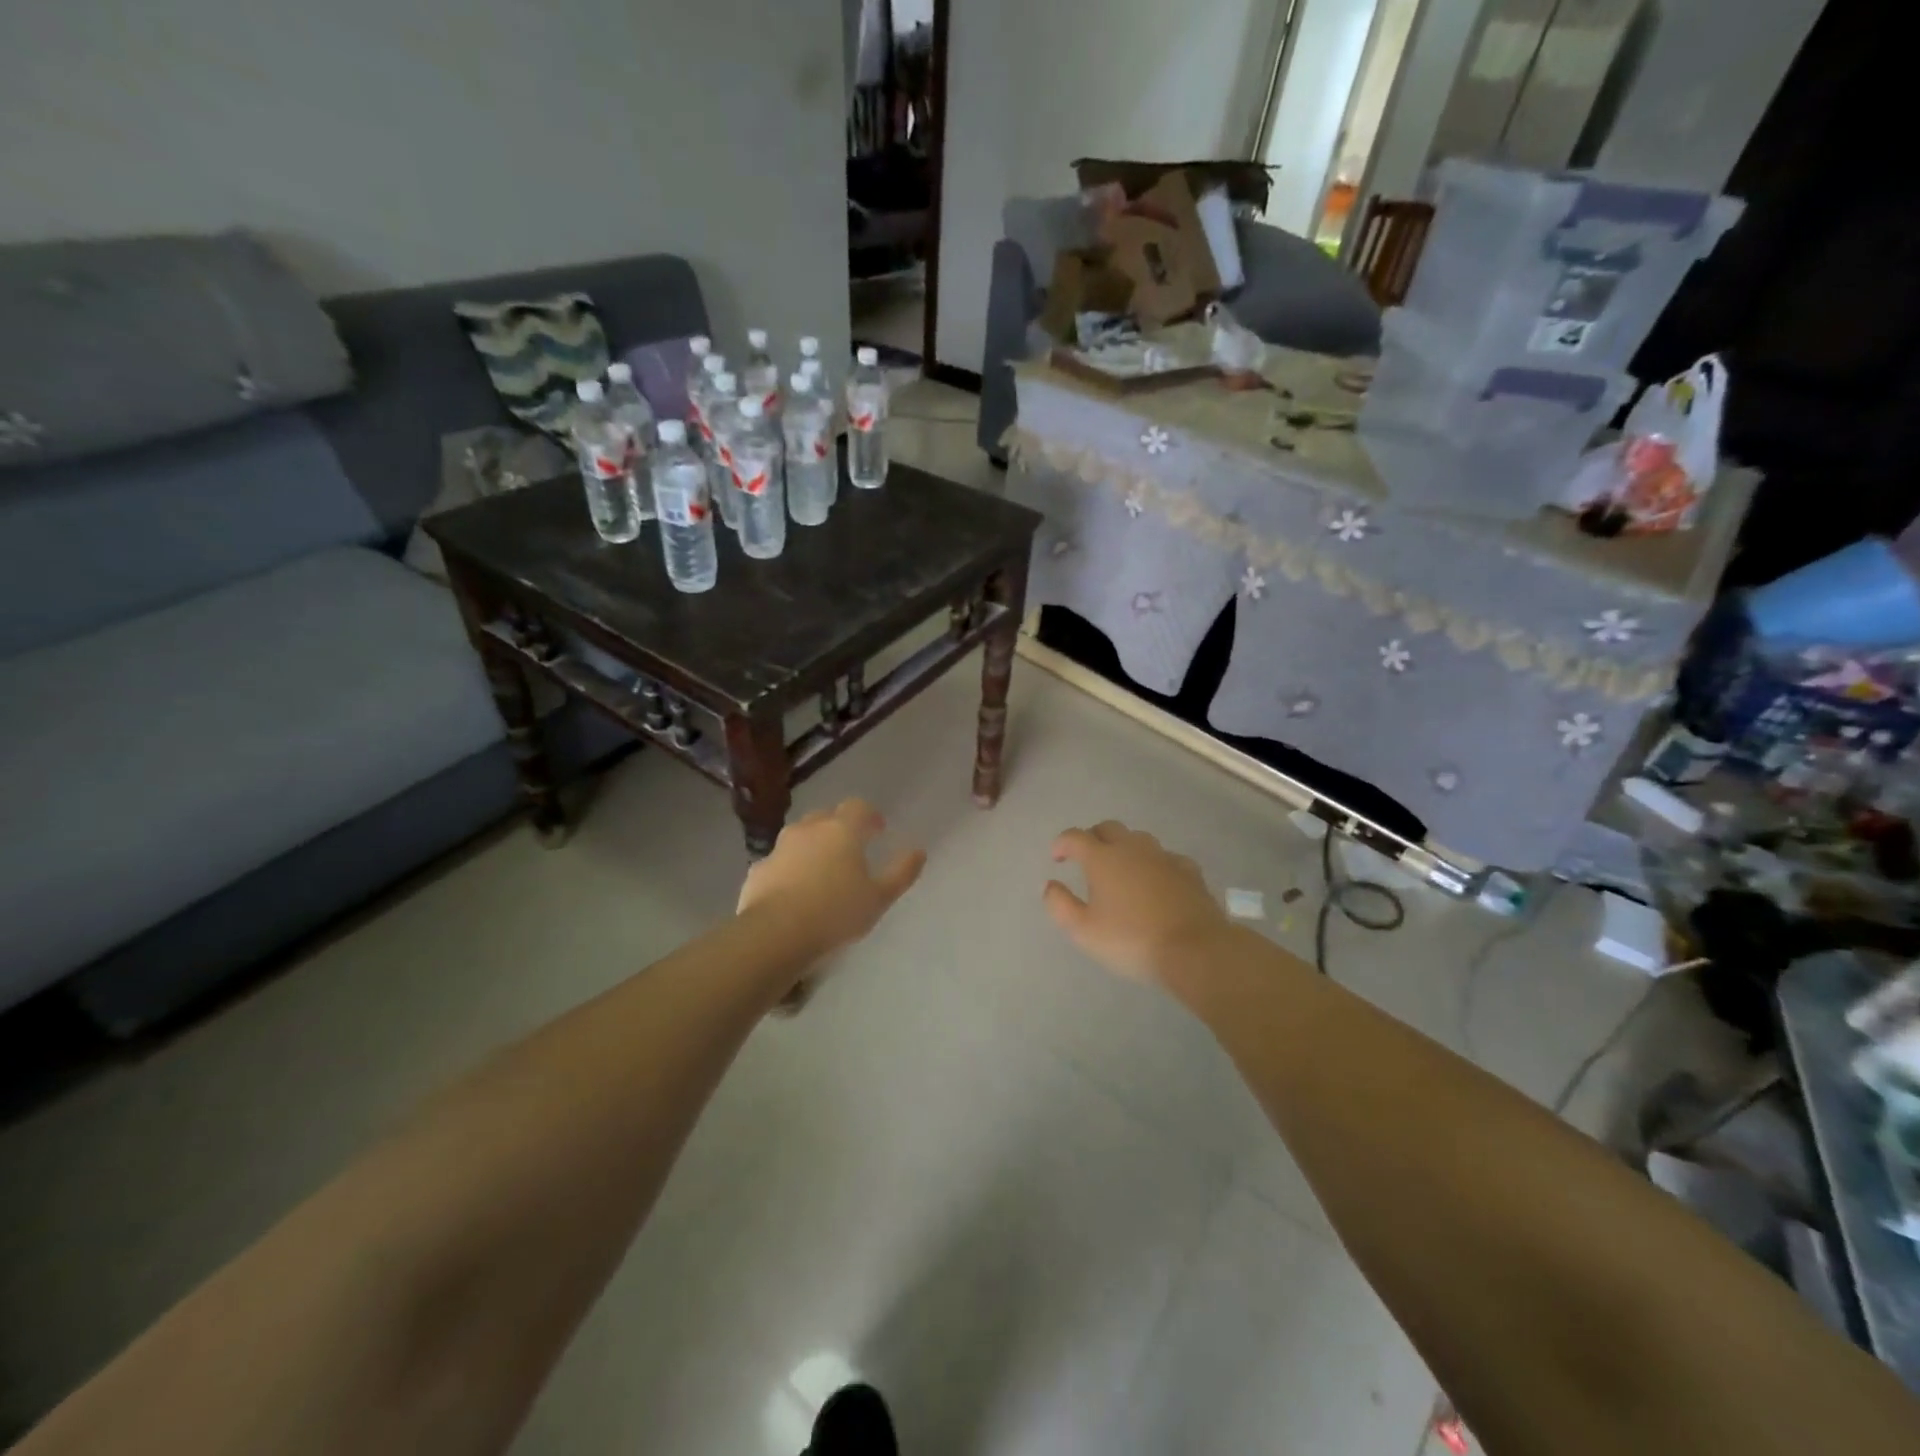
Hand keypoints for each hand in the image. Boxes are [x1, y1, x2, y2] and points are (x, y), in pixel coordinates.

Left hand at [738, 799, 926, 960]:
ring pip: (799, 837)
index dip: (869, 815)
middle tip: (851, 849)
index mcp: (842, 830)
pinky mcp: (758, 870)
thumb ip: (901, 873)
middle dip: (839, 827)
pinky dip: (789, 870)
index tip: (877, 830)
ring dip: (812, 846)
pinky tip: (793, 892)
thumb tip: (919, 851)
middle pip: (826, 816)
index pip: (858, 807)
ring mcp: (779, 848)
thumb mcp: (879, 897)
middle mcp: (809, 830)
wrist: (775, 934)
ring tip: (822, 872)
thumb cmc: (835, 913)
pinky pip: (779, 863)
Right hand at [1044, 821, 1228, 984]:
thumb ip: (1060, 905)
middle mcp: (1132, 849)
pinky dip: (1154, 864)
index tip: (1057, 858)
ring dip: (1124, 847)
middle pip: (1108, 829)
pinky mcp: (1189, 871)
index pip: (1075, 837)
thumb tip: (1051, 885)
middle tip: (1086, 859)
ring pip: (1138, 839)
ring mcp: (1164, 857)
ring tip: (1120, 869)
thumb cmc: (1132, 940)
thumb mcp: (1083, 931)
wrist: (1195, 949)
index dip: (1062, 843)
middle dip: (1093, 838)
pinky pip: (1165, 857)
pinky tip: (1156, 880)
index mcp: (1103, 859)